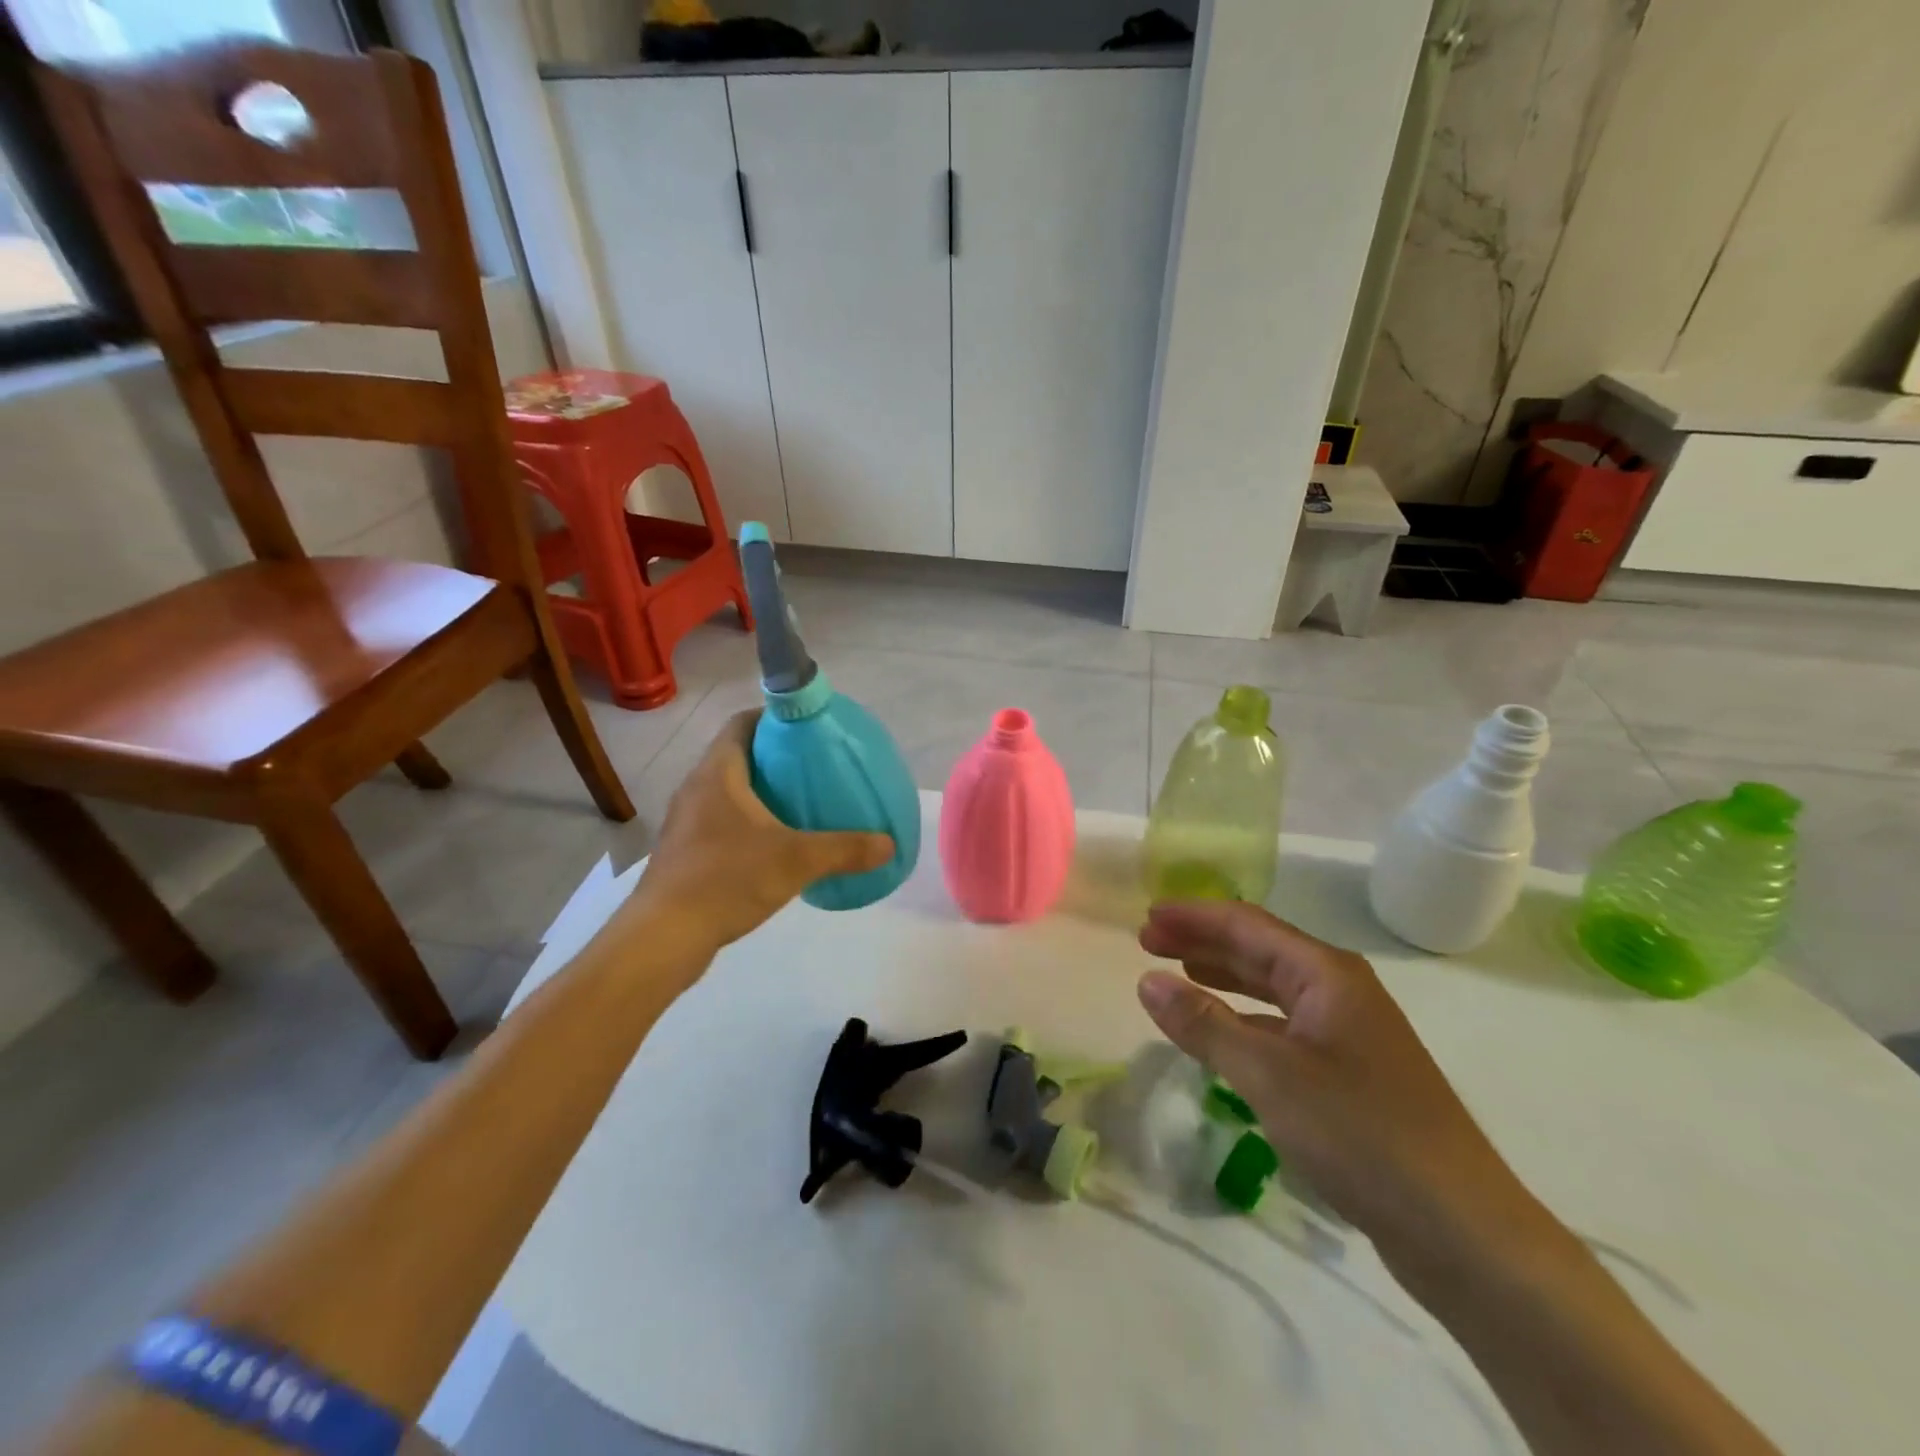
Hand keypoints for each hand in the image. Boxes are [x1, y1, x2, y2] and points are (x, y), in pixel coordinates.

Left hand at [626, 710, 893, 952]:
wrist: (663, 936)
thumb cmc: (726, 879)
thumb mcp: (796, 861)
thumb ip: (845, 849)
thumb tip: (889, 844)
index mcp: (718, 772)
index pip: (742, 723)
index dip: (774, 717)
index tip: (808, 728)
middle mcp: (696, 787)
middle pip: (737, 754)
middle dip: (774, 756)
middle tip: (814, 766)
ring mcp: (685, 820)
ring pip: (727, 790)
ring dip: (759, 790)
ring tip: (799, 802)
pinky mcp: (683, 850)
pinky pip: (719, 819)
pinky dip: (746, 820)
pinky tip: (772, 844)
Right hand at [1135, 900, 1552, 1275]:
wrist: (1464, 1232)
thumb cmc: (1362, 1134)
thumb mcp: (1269, 1075)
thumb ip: (1205, 1024)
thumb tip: (1147, 980)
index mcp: (1326, 974)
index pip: (1246, 924)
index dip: (1193, 916)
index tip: (1145, 918)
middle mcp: (1339, 991)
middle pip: (1259, 949)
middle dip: (1202, 942)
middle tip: (1148, 943)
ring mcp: (1349, 1034)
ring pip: (1272, 989)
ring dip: (1223, 977)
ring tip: (1177, 973)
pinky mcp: (1351, 1075)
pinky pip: (1283, 1028)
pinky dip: (1244, 1021)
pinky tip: (1222, 1036)